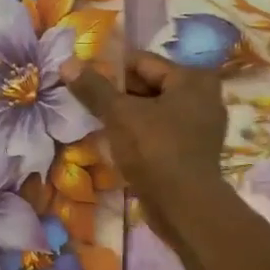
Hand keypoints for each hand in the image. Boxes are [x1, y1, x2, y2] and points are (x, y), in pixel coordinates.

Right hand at [62, 54, 227, 252]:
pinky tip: (115, 140)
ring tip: (96, 120)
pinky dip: (138, 131)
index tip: (82, 79)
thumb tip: (67, 64)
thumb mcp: (119, 115)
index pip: (141, 61)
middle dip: (116, 92)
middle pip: (148, 84)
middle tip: (85, 100)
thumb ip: (93, 88)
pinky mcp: (192, 150)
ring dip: (125, 114)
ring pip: (152, 109)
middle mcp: (203, 96)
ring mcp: (200, 125)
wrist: (184, 207)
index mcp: (192, 79)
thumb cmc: (154, 151)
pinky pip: (159, 130)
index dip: (108, 68)